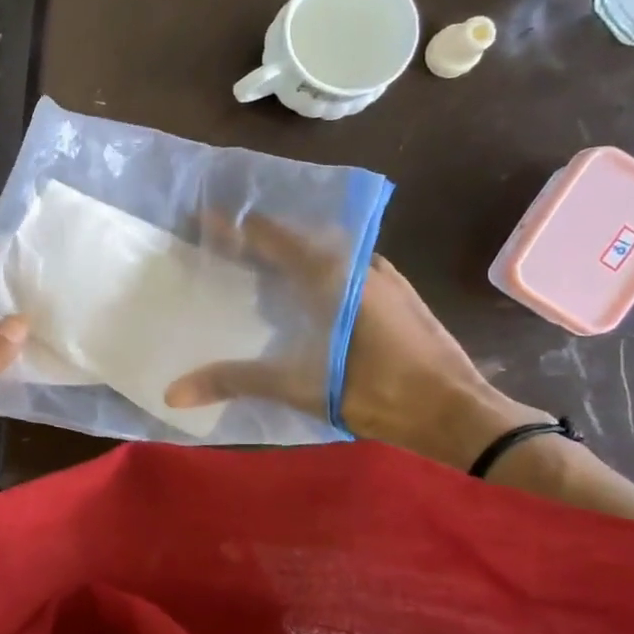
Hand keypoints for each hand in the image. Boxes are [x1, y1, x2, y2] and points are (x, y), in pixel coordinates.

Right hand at [163, 216, 543, 468]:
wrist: (461, 414)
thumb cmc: (381, 393)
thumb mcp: (303, 387)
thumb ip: (236, 381)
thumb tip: (172, 391)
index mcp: (334, 273)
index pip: (273, 236)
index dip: (236, 227)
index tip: (203, 219)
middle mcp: (360, 263)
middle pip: (300, 237)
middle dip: (260, 240)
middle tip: (223, 250)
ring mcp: (384, 278)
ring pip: (327, 253)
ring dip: (292, 256)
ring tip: (256, 272)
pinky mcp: (397, 297)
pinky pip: (346, 269)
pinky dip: (316, 273)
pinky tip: (304, 300)